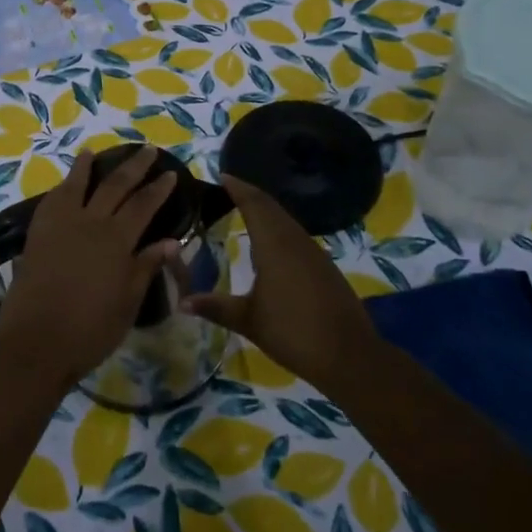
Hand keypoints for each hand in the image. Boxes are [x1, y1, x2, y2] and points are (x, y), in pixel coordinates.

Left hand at [0, 147, 181, 388]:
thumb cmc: (90, 330)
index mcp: (116, 240)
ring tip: (93, 151)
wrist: (35, 343)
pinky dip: (62, 187)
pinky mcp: (37, 234)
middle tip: (146, 150)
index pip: (143, 205)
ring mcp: (59, 225)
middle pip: (114, 185)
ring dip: (87, 166)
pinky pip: (52, 200)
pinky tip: (64, 185)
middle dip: (133, 167)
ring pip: (77, 185)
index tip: (170, 173)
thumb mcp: (127, 303)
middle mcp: (89, 222)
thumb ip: (146, 267)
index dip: (158, 188)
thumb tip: (170, 241)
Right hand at [183, 174, 379, 391]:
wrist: (350, 355)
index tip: (222, 175)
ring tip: (245, 210)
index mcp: (274, 246)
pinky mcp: (324, 267)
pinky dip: (279, 228)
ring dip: (266, 210)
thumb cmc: (294, 333)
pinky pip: (296, 235)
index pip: (254, 204)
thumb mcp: (248, 321)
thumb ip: (216, 307)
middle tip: (229, 188)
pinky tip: (271, 242)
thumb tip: (181, 301)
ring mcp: (314, 253)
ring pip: (286, 220)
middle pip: (271, 207)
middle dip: (250, 194)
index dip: (238, 188)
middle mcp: (295, 241)